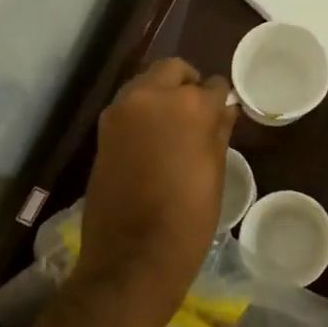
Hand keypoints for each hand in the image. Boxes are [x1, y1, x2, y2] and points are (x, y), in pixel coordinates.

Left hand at [73, 58, 236, 326]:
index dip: (219, 99)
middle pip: (173, 70)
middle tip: (197, 113)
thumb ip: (219, 130)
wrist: (133, 256)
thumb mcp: (215, 170)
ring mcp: (121, 112)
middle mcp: (152, 96)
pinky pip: (129, 107)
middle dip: (187, 84)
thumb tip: (224, 108)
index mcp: (189, 105)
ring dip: (161, 95)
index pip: (212, 84)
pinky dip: (142, 113)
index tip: (222, 114)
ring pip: (146, 84)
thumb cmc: (189, 216)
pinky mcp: (103, 131)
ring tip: (173, 128)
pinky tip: (152, 141)